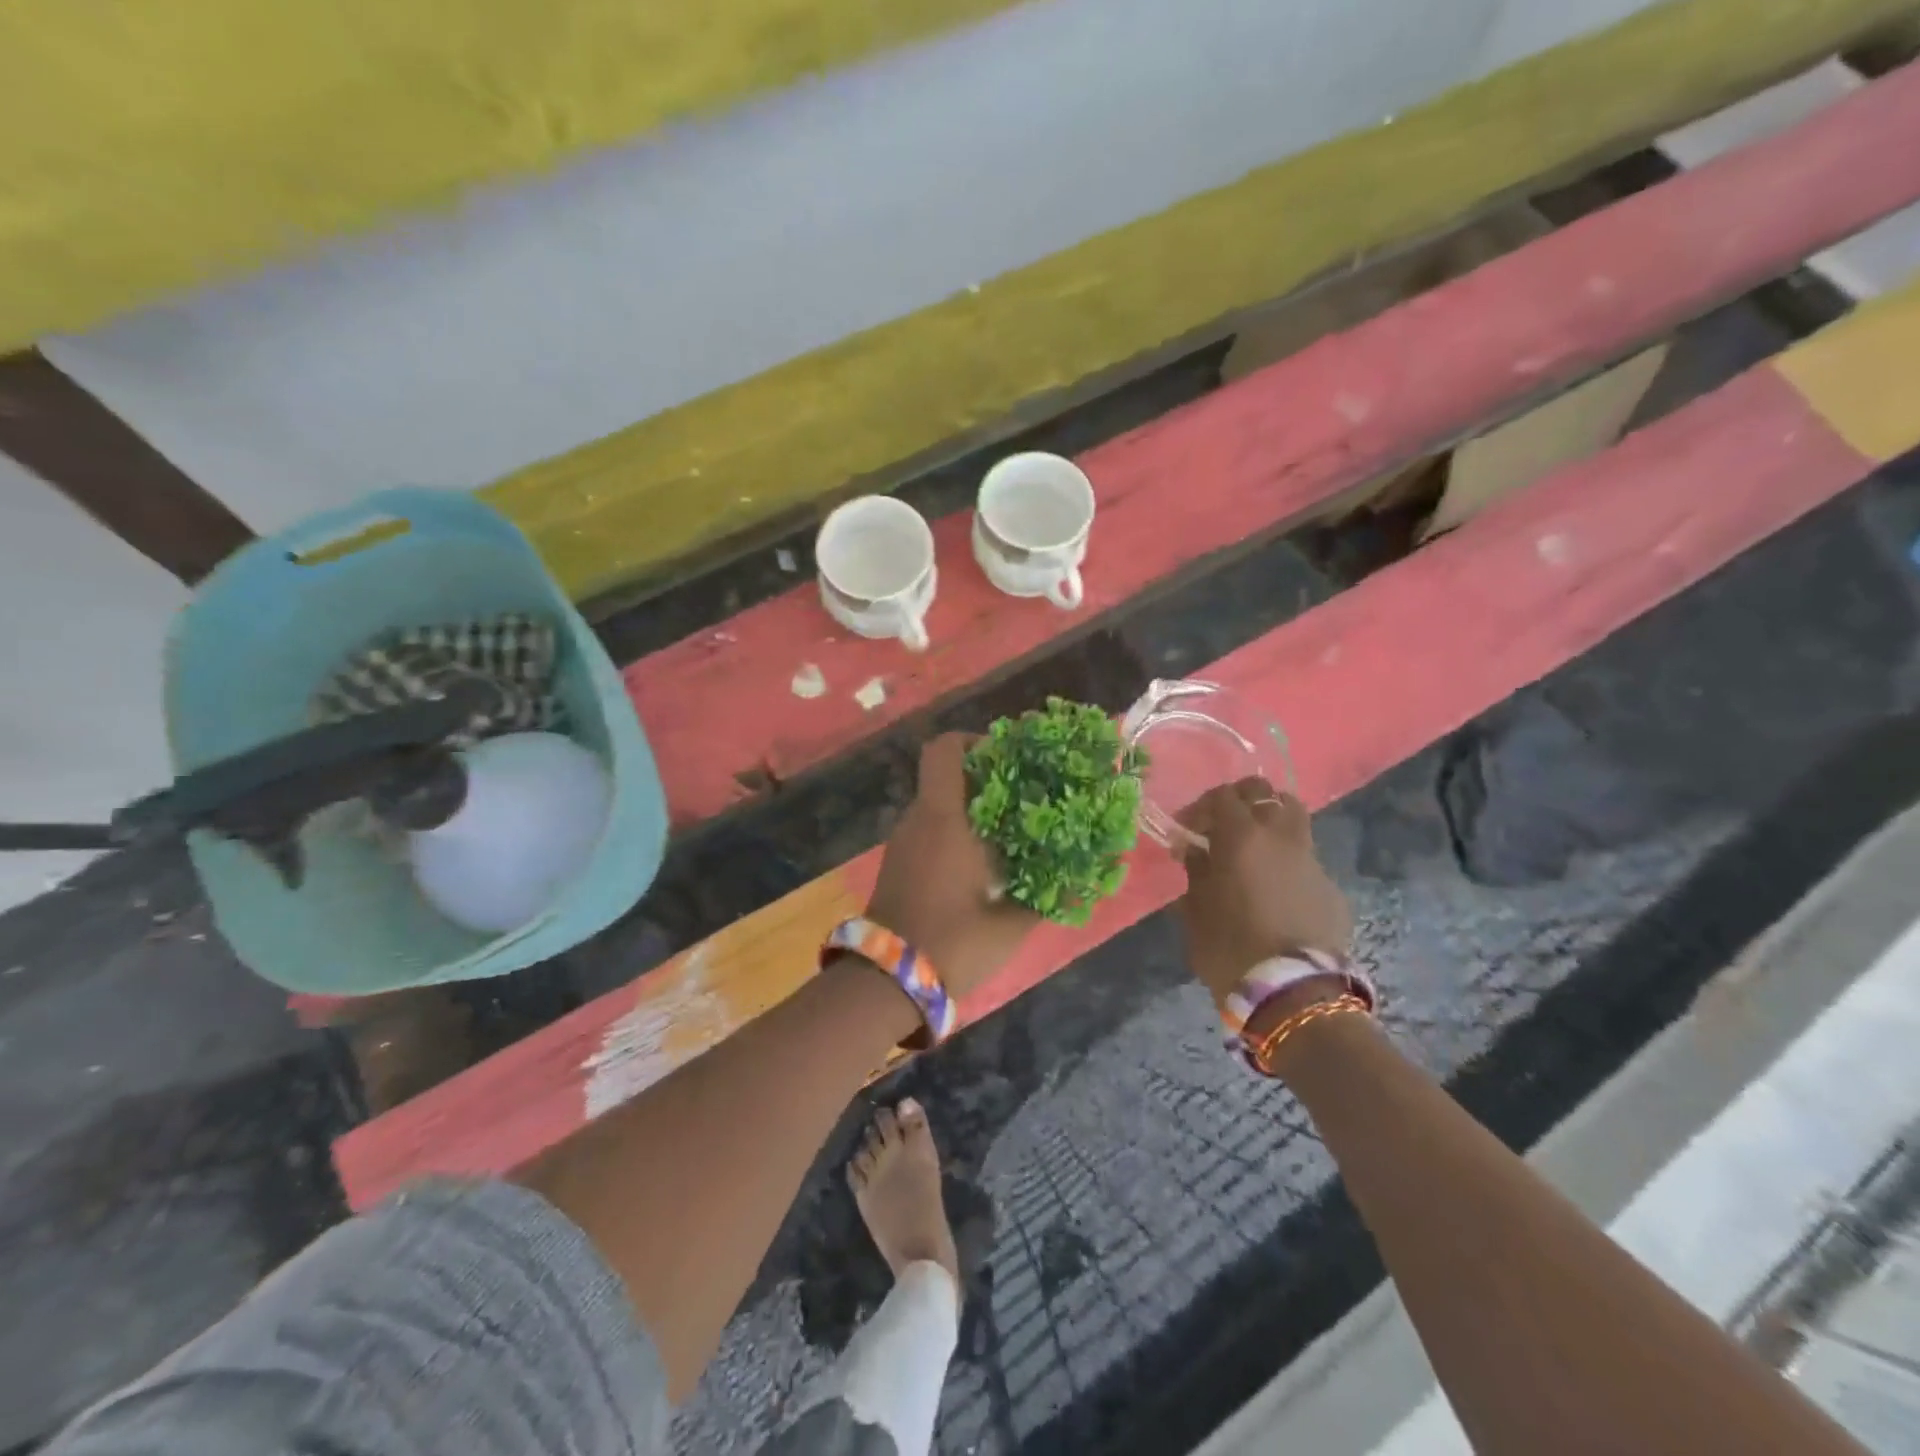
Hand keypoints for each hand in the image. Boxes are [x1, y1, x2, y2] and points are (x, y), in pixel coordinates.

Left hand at [866, 734, 1040, 998]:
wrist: (885, 982)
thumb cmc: (952, 943)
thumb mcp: (1010, 924)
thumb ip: (1049, 897)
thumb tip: (1088, 880)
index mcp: (943, 819)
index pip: (945, 750)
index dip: (974, 741)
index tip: (1008, 759)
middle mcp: (918, 820)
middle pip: (946, 776)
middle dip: (985, 779)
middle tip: (1025, 798)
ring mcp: (903, 842)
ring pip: (938, 805)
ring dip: (971, 809)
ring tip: (1012, 832)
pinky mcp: (897, 863)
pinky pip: (929, 829)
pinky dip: (955, 831)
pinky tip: (984, 861)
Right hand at [1174, 778, 1351, 1003]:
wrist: (1293, 993)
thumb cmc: (1230, 947)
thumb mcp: (1195, 909)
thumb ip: (1196, 870)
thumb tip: (1195, 850)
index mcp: (1242, 837)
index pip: (1222, 796)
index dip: (1201, 807)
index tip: (1187, 830)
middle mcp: (1281, 838)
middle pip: (1267, 794)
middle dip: (1243, 800)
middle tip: (1224, 824)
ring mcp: (1312, 861)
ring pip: (1294, 820)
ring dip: (1271, 825)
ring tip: (1252, 850)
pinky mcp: (1331, 889)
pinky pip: (1305, 861)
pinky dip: (1286, 863)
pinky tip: (1274, 892)